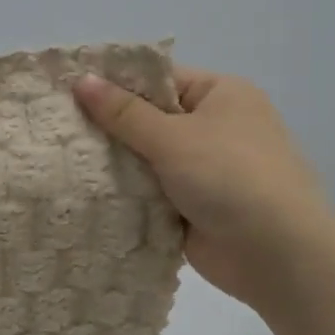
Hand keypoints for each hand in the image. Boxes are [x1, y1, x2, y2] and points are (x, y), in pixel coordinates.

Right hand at [78, 66, 334, 334]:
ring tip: (61, 159)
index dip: (116, 85)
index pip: (159, 80)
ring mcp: (205, 170)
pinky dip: (128, 194)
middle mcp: (216, 127)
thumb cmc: (230, 177)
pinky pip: (151, 192)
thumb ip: (123, 112)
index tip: (69, 92)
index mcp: (222, 95)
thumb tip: (82, 79)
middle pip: (150, 120)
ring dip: (116, 165)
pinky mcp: (194, 206)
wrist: (277, 255)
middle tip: (58, 127)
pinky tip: (85, 192)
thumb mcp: (172, 137)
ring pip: (147, 159)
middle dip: (110, 128)